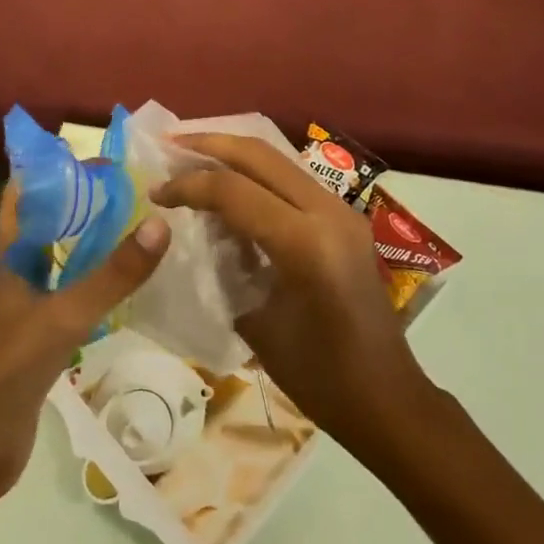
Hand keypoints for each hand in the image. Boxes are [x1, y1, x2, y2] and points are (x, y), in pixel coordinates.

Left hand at [0, 186, 172, 503]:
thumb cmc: (7, 370)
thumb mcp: (63, 316)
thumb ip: (110, 276)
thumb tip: (159, 224)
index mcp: (14, 260)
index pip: (24, 198)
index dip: (49, 170)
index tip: (91, 154)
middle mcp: (21, 278)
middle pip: (51, 228)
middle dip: (83, 204)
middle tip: (130, 187)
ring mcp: (31, 312)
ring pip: (65, 264)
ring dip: (93, 245)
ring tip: (137, 227)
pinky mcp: (44, 345)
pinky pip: (75, 301)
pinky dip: (98, 288)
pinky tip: (127, 288)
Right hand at [151, 135, 429, 447]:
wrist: (387, 398)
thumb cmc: (319, 377)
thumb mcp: (257, 322)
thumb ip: (226, 265)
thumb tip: (197, 230)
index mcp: (307, 244)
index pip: (235, 191)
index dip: (189, 185)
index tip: (156, 192)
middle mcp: (328, 212)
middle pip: (259, 155)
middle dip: (209, 145)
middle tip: (169, 144)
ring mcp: (341, 210)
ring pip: (278, 159)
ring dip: (233, 154)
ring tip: (192, 156)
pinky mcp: (344, 216)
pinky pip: (292, 179)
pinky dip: (255, 174)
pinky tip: (230, 185)